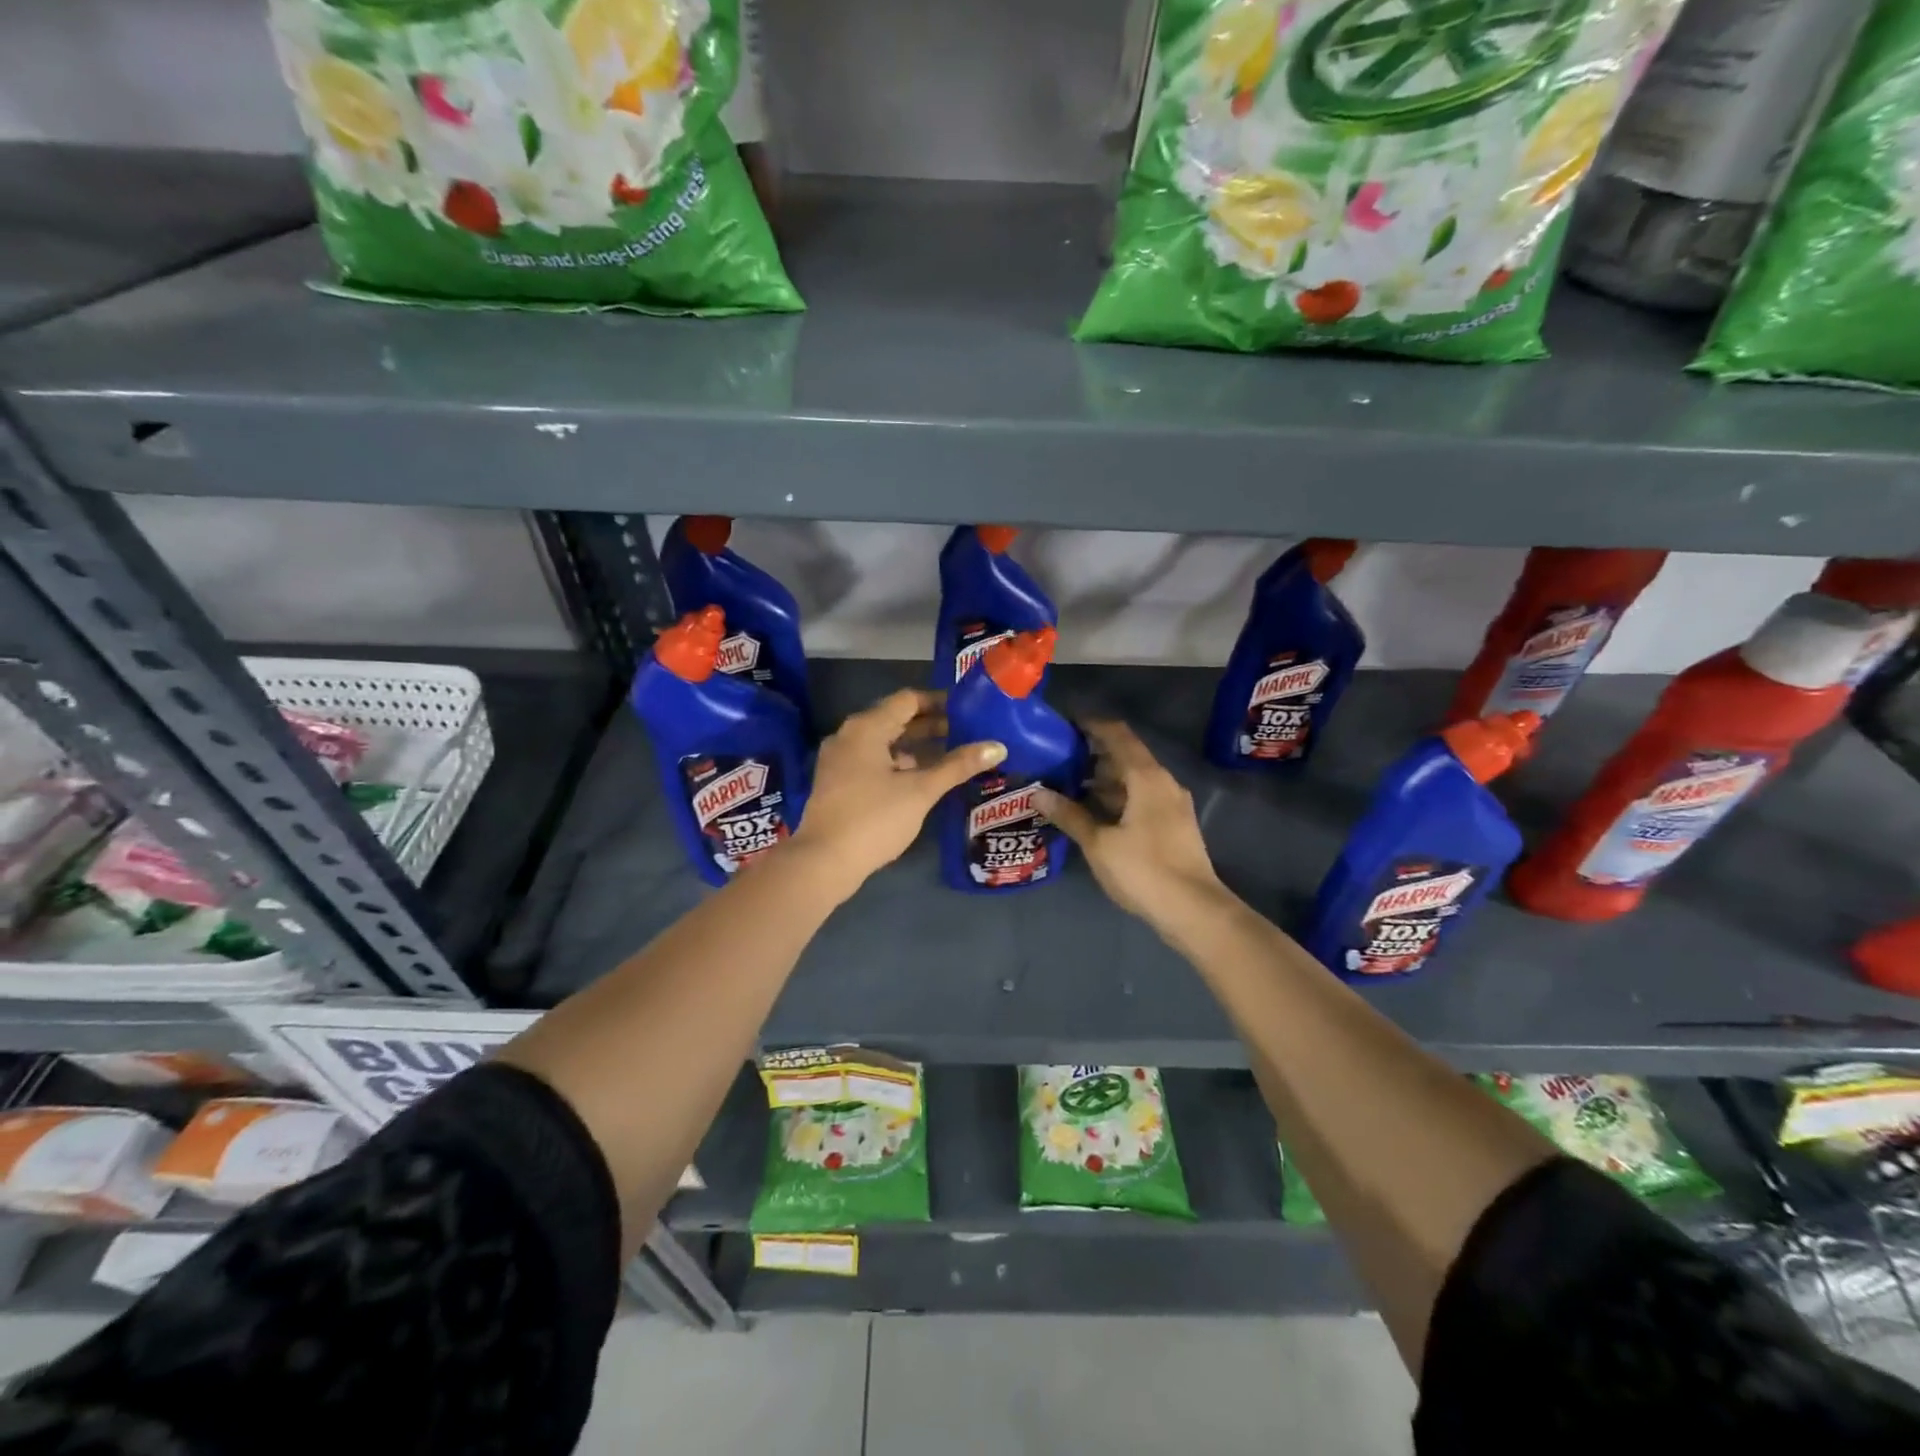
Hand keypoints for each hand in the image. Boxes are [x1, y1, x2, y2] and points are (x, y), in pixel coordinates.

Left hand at [792, 688, 1005, 888]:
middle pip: (895, 719)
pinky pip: (873, 760)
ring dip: (916, 746)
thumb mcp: (921, 790)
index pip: (908, 700)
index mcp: (866, 727)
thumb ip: (958, 765)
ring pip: (884, 742)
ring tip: (950, 755)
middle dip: (930, 725)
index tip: (968, 711)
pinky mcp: (837, 782)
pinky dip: (898, 762)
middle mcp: (849, 735)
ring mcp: (839, 759)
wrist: (824, 861)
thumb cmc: (875, 818)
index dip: (939, 702)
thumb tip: (997, 746)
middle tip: (967, 732)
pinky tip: (920, 778)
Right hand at [1036, 720, 1226, 931]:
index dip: (1093, 726)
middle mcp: (1164, 784)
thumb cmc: (1144, 870)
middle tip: (1059, 761)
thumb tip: (1038, 793)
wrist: (1193, 911)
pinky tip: (1094, 815)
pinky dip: (1118, 799)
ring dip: (1105, 781)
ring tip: (1069, 788)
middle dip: (1094, 757)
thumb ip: (1069, 815)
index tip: (1066, 726)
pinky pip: (1142, 799)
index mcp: (1147, 778)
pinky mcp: (1174, 826)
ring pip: (1134, 781)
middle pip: (1127, 757)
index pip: (1119, 736)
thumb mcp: (1099, 843)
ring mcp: (1172, 806)